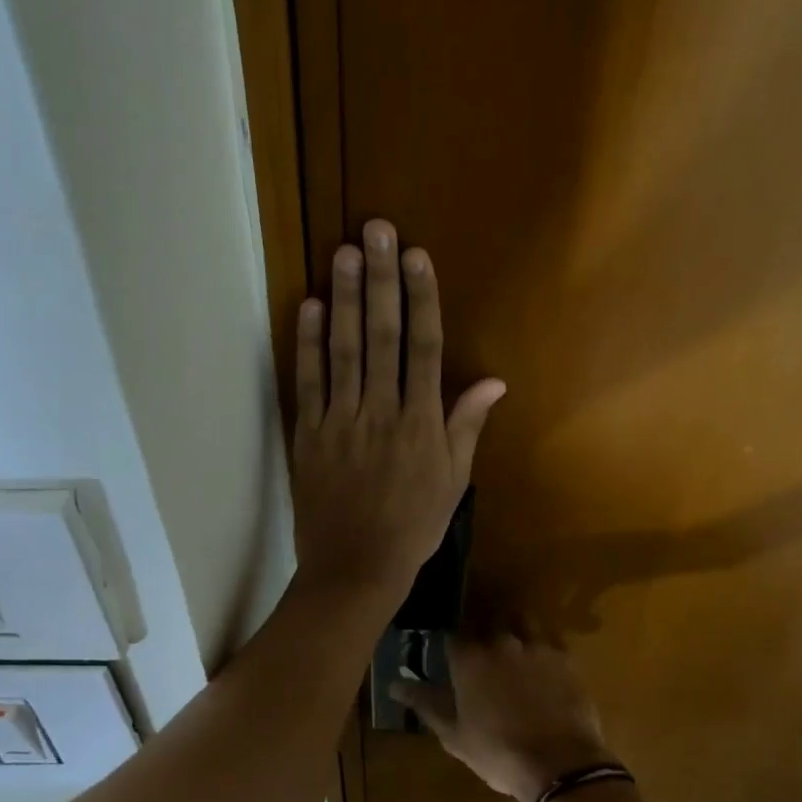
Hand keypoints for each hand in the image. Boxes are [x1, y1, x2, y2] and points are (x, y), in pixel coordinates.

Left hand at [291, 219, 504, 604]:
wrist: (355, 569)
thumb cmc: (412, 526)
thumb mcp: (453, 481)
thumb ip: (467, 425)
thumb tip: (494, 381)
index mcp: (421, 423)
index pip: (424, 348)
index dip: (422, 299)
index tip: (418, 257)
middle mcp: (382, 412)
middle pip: (383, 337)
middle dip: (382, 281)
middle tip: (377, 232)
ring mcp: (342, 421)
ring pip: (345, 351)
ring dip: (346, 299)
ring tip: (345, 253)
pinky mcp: (309, 434)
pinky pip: (309, 383)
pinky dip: (307, 344)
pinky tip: (310, 306)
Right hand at [391, 637, 612, 801]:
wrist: (559, 763)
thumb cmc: (497, 753)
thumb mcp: (454, 735)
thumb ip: (425, 703)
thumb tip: (395, 684)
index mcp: (469, 658)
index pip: (452, 635)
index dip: (450, 645)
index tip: (450, 657)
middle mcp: (500, 640)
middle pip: (486, 622)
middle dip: (482, 633)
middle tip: (482, 655)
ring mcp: (535, 644)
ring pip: (521, 620)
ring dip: (514, 628)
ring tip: (514, 649)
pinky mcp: (564, 655)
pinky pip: (550, 638)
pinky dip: (543, 644)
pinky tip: (543, 661)